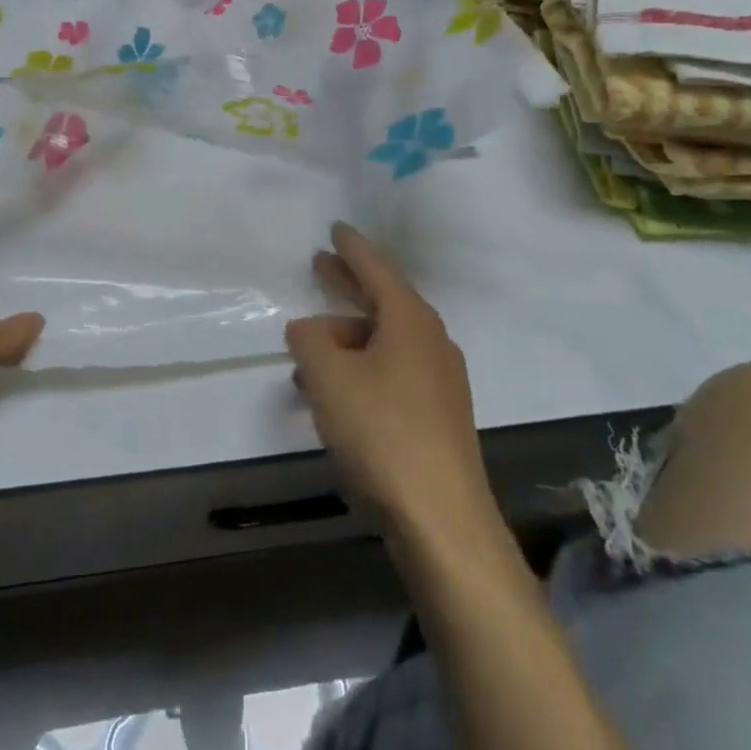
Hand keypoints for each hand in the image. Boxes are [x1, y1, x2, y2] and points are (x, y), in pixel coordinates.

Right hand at [286, 223, 489, 530]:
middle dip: (348, 285)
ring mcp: (439, 381)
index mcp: (411, 320)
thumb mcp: (329, 377)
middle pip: (383, 301)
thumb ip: (309, 341)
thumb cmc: (382, 432)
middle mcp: (431, 342)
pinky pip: (391, 373)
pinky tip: (334, 394)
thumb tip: (307, 328)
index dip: (351, 247)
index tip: (335, 228)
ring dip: (346, 340)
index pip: (377, 268)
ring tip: (308, 352)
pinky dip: (360, 370)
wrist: (443, 521)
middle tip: (320, 266)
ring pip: (384, 343)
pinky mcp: (437, 417)